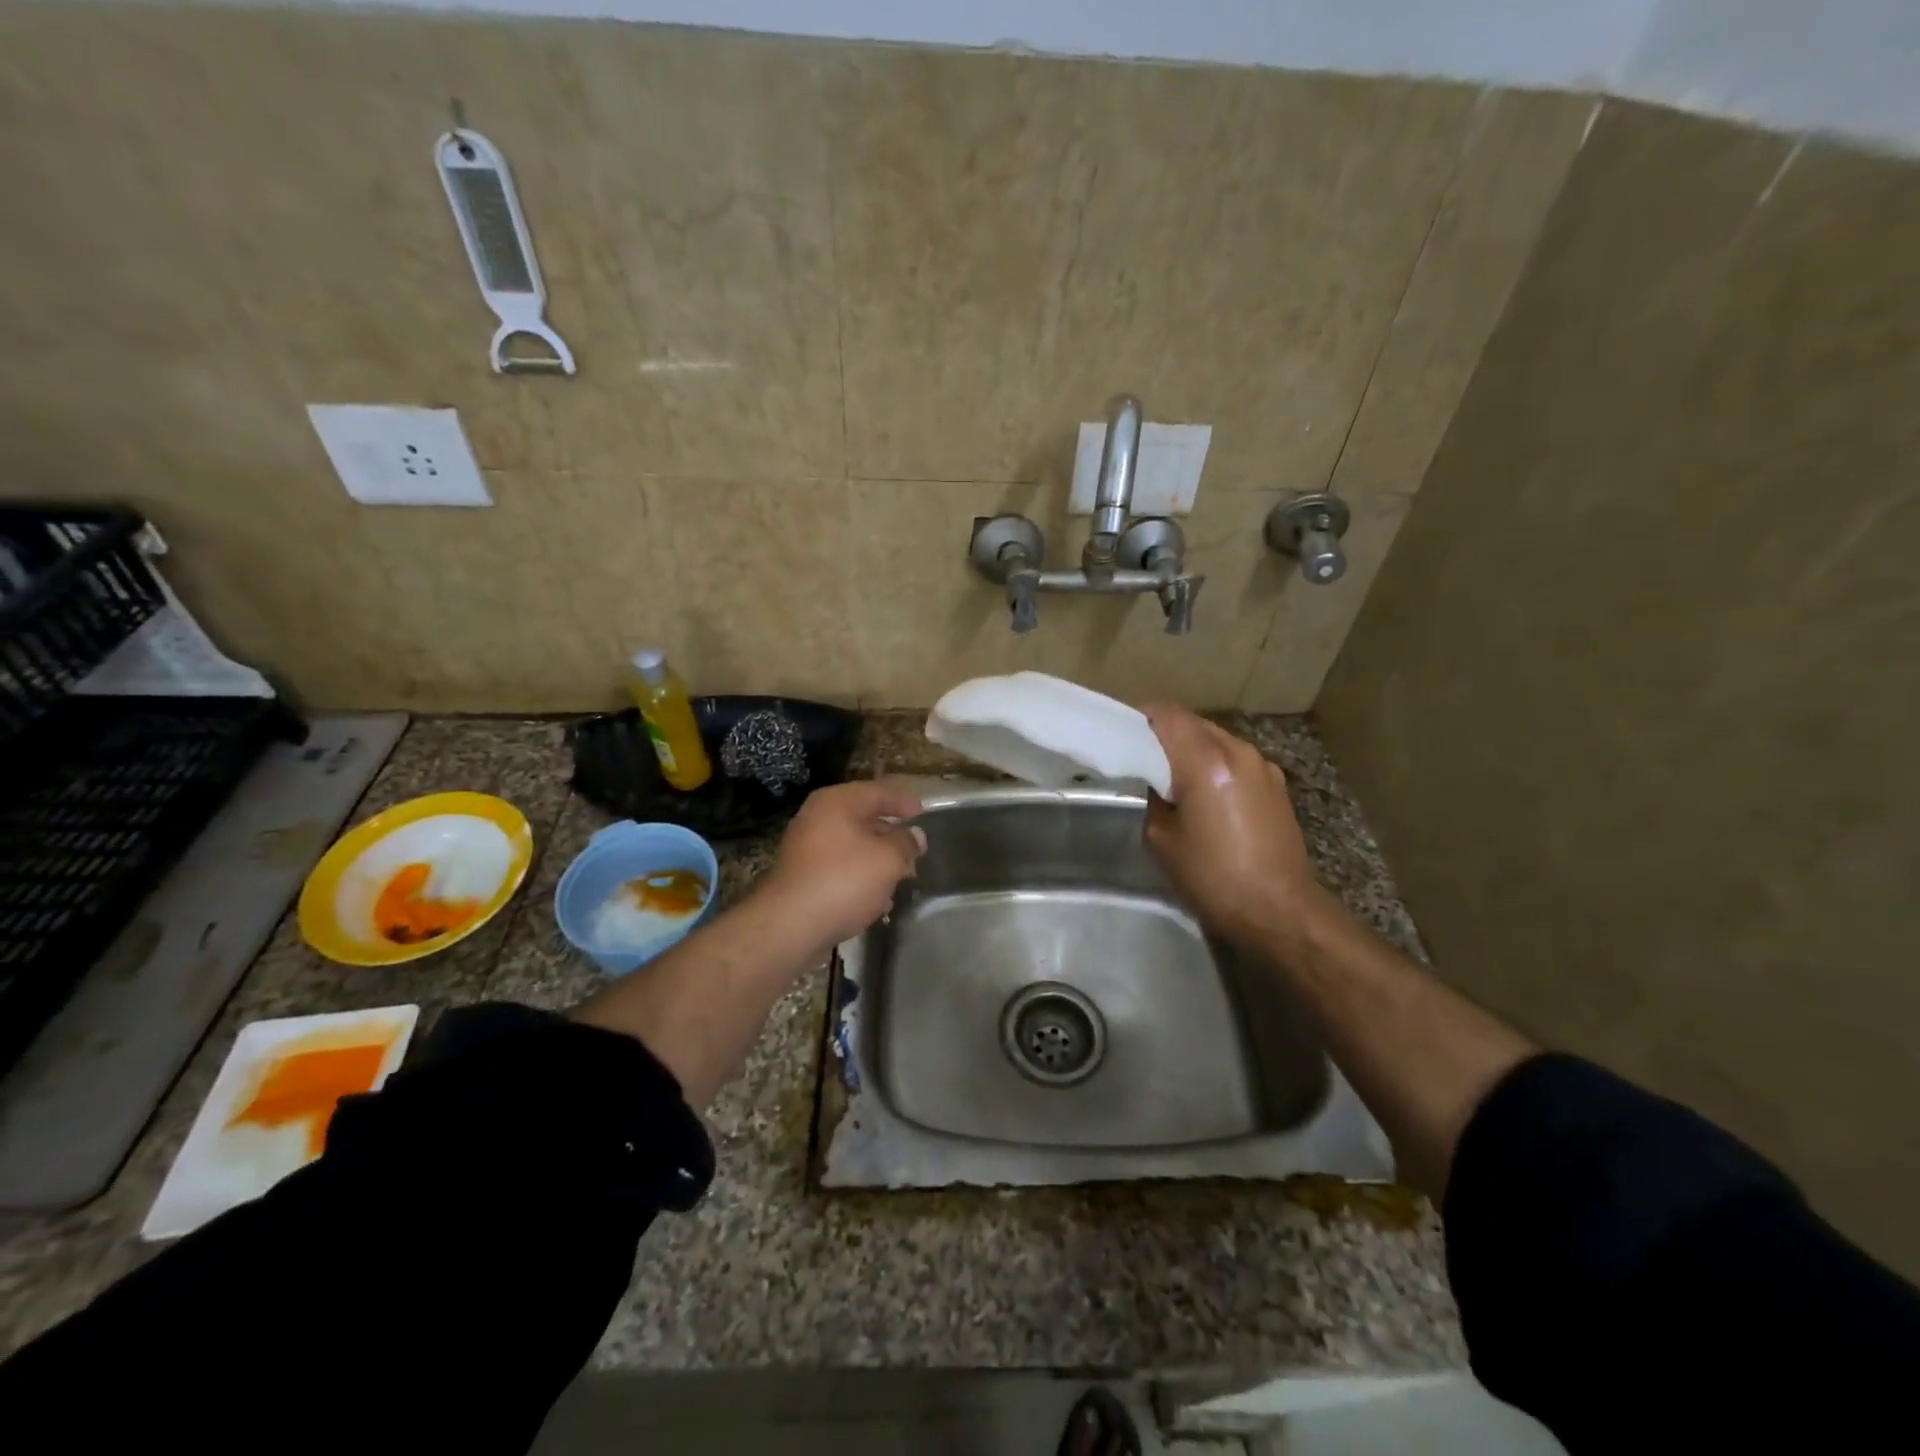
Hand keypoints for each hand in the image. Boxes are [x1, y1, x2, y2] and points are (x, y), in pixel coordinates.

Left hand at [759, 779, 926, 947]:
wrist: (790, 926)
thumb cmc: (844, 880)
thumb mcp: (888, 859)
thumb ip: (906, 843)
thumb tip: (914, 835)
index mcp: (837, 802)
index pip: (878, 791)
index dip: (902, 800)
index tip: (922, 811)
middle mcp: (818, 818)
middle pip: (863, 818)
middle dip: (891, 834)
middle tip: (915, 848)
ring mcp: (806, 848)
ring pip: (852, 846)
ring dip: (877, 859)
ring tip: (901, 875)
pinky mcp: (803, 877)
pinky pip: (840, 868)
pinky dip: (860, 877)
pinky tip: (878, 898)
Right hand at [1141, 704, 1325, 947]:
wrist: (1279, 910)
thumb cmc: (1212, 877)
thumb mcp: (1161, 838)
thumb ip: (1154, 796)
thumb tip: (1159, 781)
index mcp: (1206, 763)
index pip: (1168, 714)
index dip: (1142, 717)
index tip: (1124, 734)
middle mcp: (1238, 752)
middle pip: (1193, 723)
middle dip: (1166, 734)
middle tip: (1144, 759)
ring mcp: (1262, 766)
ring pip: (1216, 739)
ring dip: (1192, 749)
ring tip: (1175, 779)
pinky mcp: (1276, 784)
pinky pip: (1235, 759)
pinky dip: (1215, 765)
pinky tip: (1207, 795)